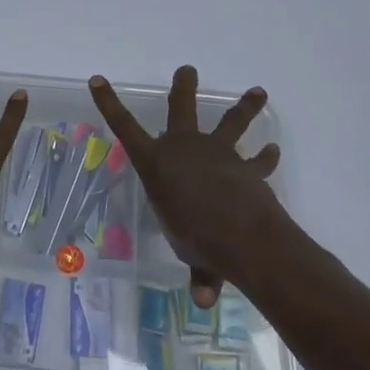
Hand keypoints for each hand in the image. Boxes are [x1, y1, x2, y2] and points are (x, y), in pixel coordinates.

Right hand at [89, 64, 289, 308]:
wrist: (239, 232)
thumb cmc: (197, 238)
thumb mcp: (190, 253)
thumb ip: (200, 270)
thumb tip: (205, 300)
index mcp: (156, 163)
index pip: (124, 128)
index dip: (108, 103)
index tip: (96, 79)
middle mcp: (184, 148)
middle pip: (181, 108)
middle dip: (183, 87)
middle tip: (188, 69)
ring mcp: (217, 152)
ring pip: (231, 121)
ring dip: (245, 106)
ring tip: (258, 91)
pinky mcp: (246, 165)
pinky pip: (258, 160)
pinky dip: (266, 157)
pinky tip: (272, 151)